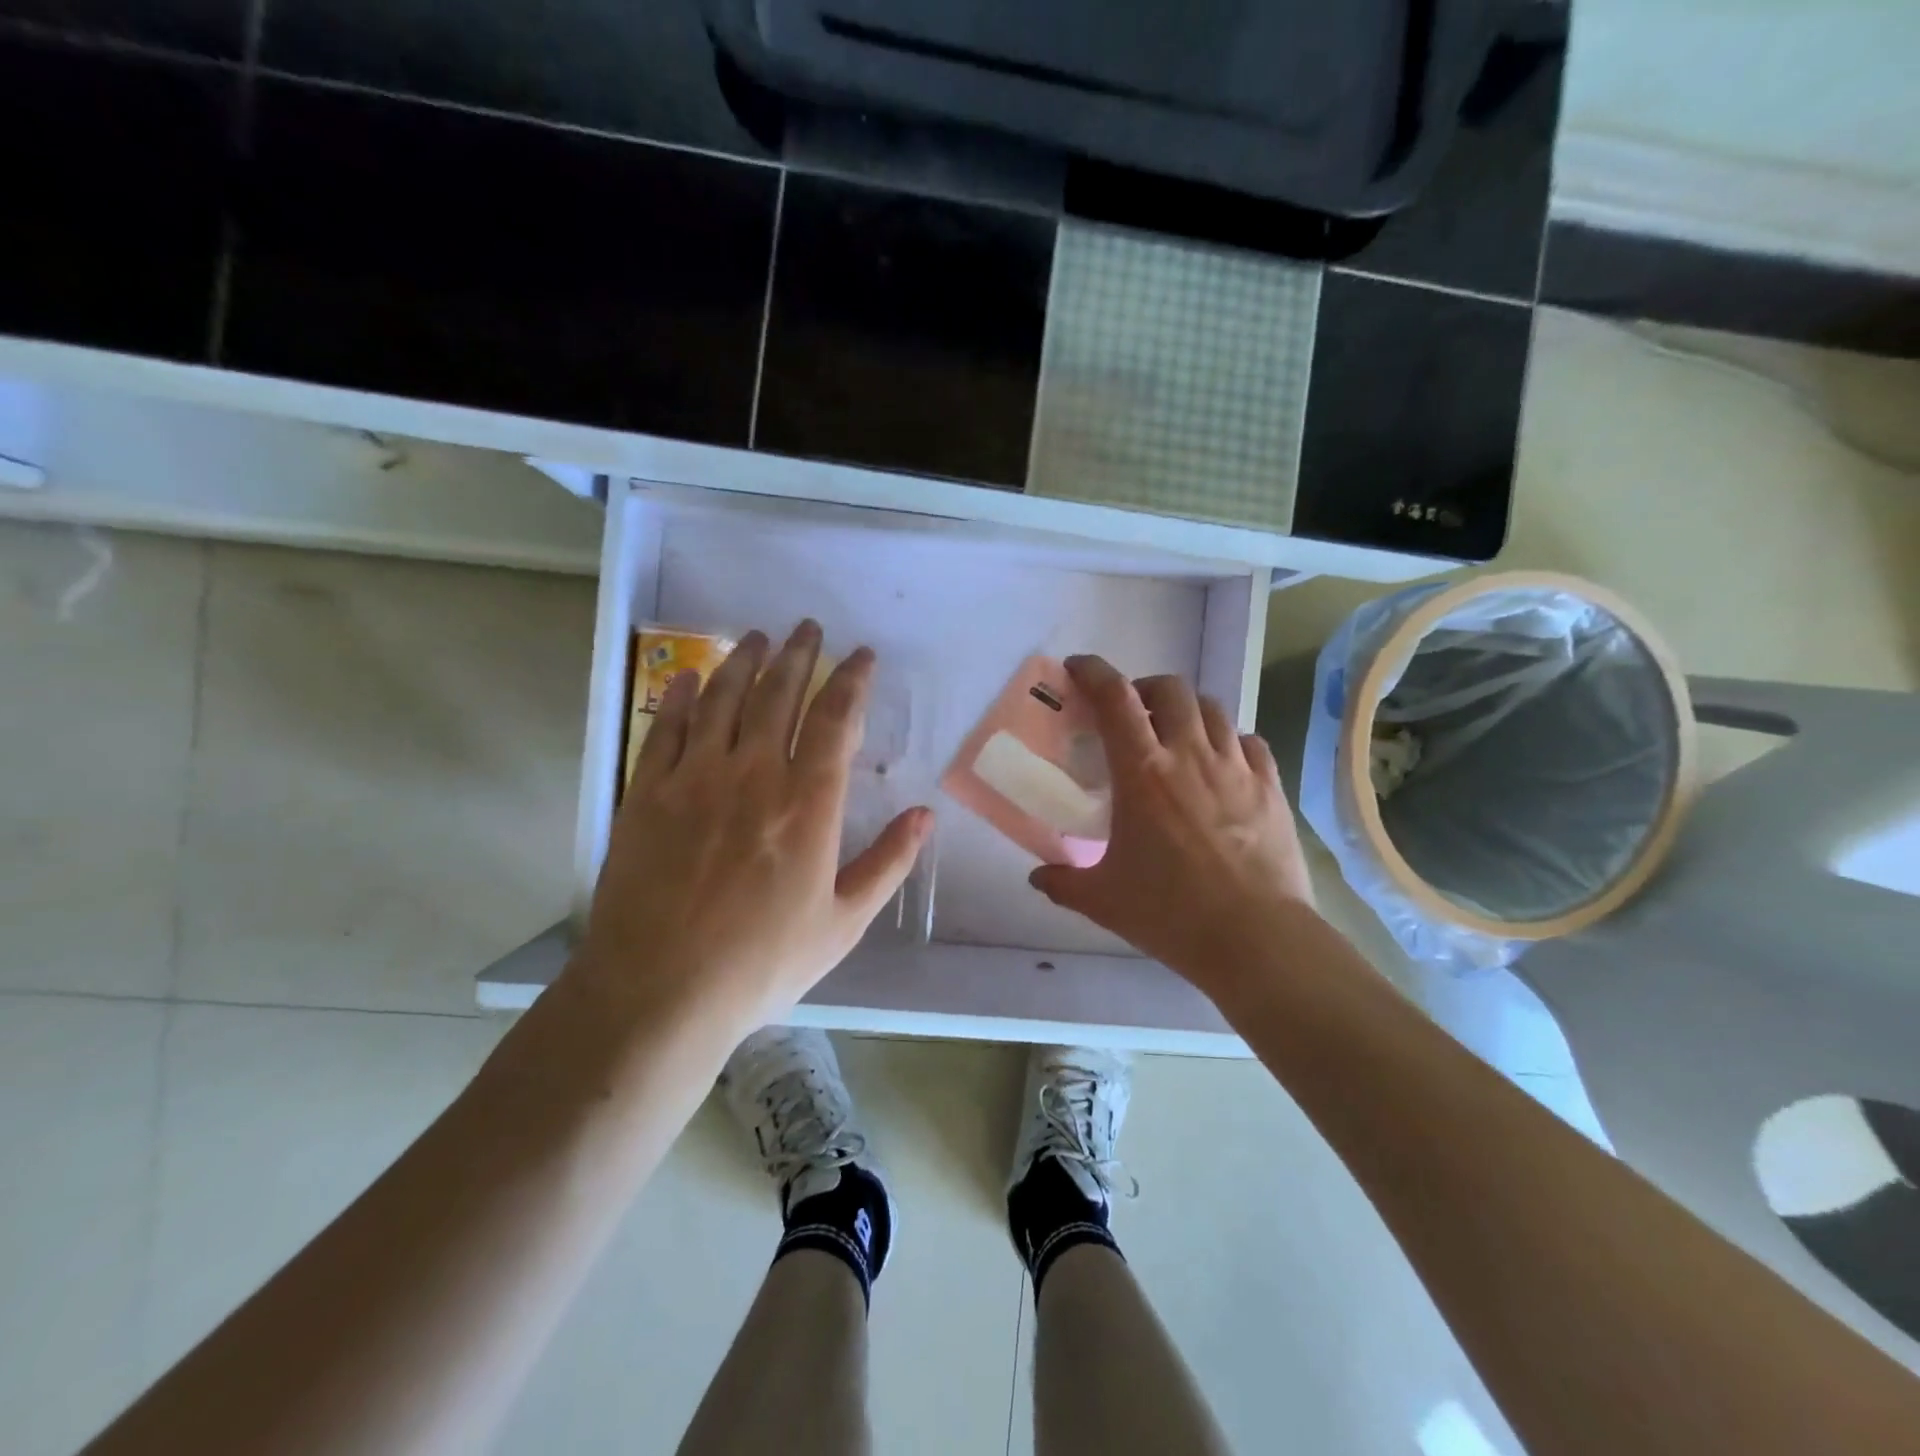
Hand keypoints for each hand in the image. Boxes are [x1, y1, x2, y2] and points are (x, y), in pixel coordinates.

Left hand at [576, 621, 932, 1038]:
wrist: (659, 992)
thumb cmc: (762, 962)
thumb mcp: (843, 923)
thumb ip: (888, 863)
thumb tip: (925, 815)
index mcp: (809, 803)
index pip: (836, 719)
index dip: (852, 679)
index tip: (861, 655)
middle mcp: (754, 774)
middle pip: (780, 695)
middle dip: (798, 654)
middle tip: (807, 627)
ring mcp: (695, 779)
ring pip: (725, 700)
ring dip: (745, 662)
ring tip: (757, 637)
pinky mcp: (648, 793)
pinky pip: (667, 728)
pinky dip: (683, 697)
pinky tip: (693, 678)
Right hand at [1028, 655, 1316, 1002]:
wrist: (1256, 938)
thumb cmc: (1171, 913)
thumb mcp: (1103, 900)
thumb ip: (1063, 883)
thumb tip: (1037, 877)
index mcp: (1142, 772)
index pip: (1114, 698)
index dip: (1093, 672)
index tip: (1078, 669)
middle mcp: (1190, 755)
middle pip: (1170, 688)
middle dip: (1145, 688)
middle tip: (1131, 712)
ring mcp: (1236, 767)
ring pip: (1212, 708)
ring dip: (1187, 710)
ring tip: (1176, 734)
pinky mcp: (1271, 786)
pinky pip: (1249, 741)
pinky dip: (1229, 740)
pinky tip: (1222, 764)